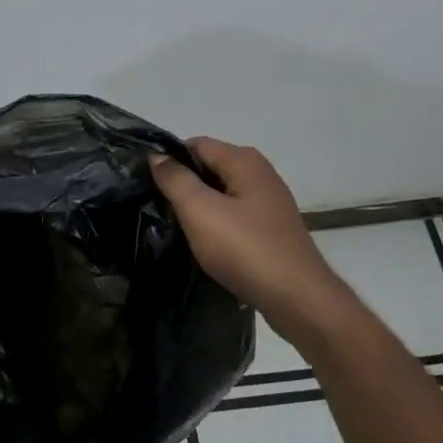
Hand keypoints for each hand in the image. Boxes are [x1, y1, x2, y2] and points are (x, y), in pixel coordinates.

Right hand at [151, 139, 340, 328]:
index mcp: (244, 161)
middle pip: (209, 168)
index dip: (169, 160)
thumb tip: (157, 156)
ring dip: (198, 207)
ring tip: (174, 226)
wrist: (296, 297)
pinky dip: (216, 224)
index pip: (196, 144)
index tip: (145, 183)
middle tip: (155, 206)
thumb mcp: (200, 211)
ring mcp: (269, 202)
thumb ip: (176, 180)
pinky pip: (234, 216)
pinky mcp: (271, 229)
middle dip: (183, 184)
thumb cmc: (245, 248)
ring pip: (221, 194)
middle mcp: (260, 174)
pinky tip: (203, 244)